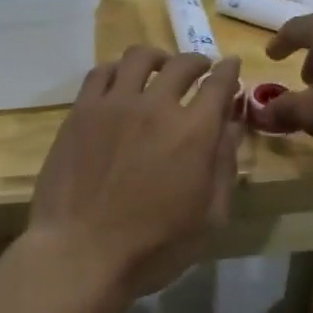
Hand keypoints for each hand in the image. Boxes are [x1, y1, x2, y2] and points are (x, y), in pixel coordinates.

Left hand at [28, 46, 242, 308]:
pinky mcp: (82, 111)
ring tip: (159, 67)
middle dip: (198, 62)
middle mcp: (157, 106)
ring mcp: (115, 104)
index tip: (231, 67)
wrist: (80, 254)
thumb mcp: (208, 217)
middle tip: (200, 69)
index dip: (228, 71)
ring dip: (158, 58)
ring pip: (140, 58)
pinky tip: (121, 80)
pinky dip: (118, 69)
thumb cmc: (153, 247)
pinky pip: (101, 73)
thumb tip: (232, 126)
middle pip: (182, 64)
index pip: (219, 84)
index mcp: (194, 132)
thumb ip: (224, 166)